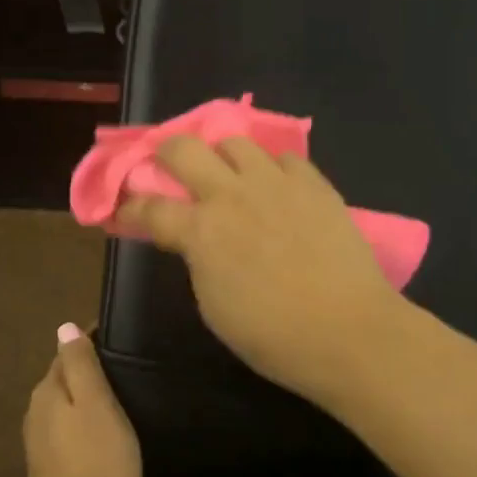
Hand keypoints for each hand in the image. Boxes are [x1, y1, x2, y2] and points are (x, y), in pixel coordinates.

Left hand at [23, 325, 141, 476]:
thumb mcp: (96, 407)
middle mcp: (35, 413)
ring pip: (64, 407)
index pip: (67, 352)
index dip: (92, 342)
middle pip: (63, 379)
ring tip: (120, 399)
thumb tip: (65, 326)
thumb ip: (81, 366)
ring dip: (85, 400)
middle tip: (125, 369)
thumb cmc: (97, 467)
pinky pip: (66, 432)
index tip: (121, 339)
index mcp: (47, 392)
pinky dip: (82, 425)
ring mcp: (39, 445)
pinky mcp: (48, 470)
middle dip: (88, 370)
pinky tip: (102, 435)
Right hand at [116, 137, 407, 406]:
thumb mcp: (214, 306)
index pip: (149, 207)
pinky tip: (278, 189)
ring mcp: (275, 183)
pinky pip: (284, 158)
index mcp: (201, 231)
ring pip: (235, 141)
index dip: (130, 207)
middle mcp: (231, 195)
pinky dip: (273, 169)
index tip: (125, 209)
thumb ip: (197, 261)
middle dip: (166, 153)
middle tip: (170, 169)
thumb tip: (195, 241)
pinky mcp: (313, 183)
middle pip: (183, 148)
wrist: (350, 331)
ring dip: (222, 156)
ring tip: (230, 175)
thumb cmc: (274, 336)